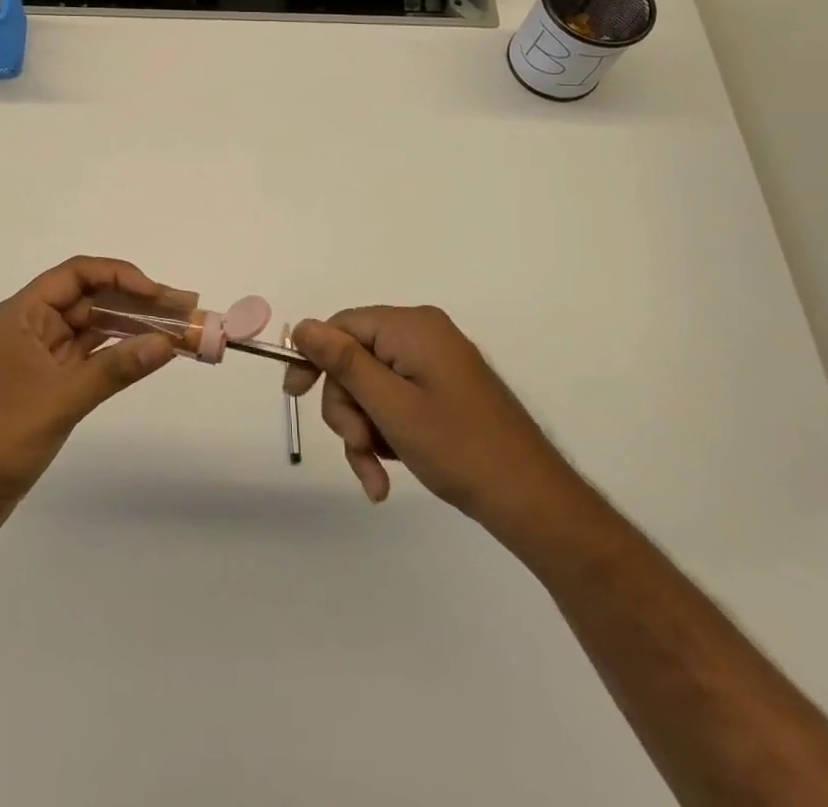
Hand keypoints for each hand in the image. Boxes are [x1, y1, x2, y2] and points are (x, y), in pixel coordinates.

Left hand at [0, 257, 177, 546]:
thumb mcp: (61, 398)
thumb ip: (115, 368)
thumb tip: (166, 343)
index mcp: (23, 314)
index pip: (77, 274)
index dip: (119, 276)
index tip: (157, 293)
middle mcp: (32, 328)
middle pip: (89, 300)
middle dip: (135, 302)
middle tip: (183, 309)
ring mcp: (38, 359)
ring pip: (92, 331)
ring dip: (130, 329)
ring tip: (176, 331)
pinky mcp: (45, 388)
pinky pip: (88, 360)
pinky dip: (116, 357)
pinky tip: (146, 356)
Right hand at [284, 307, 579, 532]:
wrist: (532, 501)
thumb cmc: (458, 449)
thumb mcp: (391, 407)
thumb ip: (344, 362)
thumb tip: (303, 326)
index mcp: (411, 326)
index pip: (342, 326)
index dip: (314, 359)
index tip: (295, 396)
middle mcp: (422, 334)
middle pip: (355, 360)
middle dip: (348, 409)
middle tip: (359, 448)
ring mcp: (434, 363)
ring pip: (371, 388)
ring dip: (364, 431)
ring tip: (376, 475)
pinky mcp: (442, 389)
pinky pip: (395, 401)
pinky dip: (385, 434)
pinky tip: (386, 476)